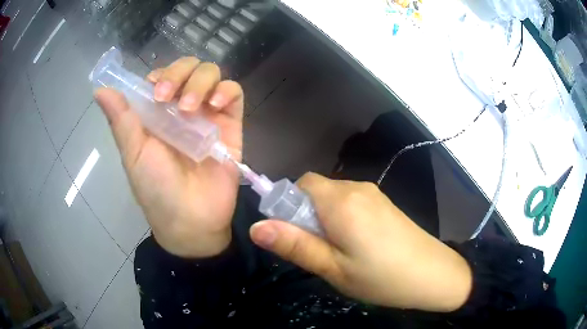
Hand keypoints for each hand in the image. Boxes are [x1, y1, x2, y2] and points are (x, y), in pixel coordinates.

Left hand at [95, 57, 243, 257]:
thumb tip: (99, 90)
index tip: (154, 91)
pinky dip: (226, 90)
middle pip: (188, 67)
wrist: (190, 220)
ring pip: (210, 74)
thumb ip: (121, 120)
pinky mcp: (230, 124)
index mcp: (158, 113)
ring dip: (199, 82)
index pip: (162, 75)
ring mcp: (208, 114)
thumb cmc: (156, 189)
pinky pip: (234, 93)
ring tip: (189, 109)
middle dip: (179, 73)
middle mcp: (182, 108)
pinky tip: (216, 103)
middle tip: (167, 97)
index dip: (160, 74)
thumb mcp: (133, 154)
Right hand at [250, 173, 472, 311]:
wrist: (433, 275)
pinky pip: (351, 203)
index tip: (294, 236)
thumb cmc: (381, 277)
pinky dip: (342, 219)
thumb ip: (294, 245)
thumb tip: (256, 227)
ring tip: (337, 253)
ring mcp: (374, 194)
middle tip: (318, 251)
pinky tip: (357, 246)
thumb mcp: (333, 268)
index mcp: (341, 200)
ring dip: (324, 219)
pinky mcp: (384, 203)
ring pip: (333, 198)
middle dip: (306, 215)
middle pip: (317, 191)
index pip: (301, 184)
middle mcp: (357, 188)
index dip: (289, 205)